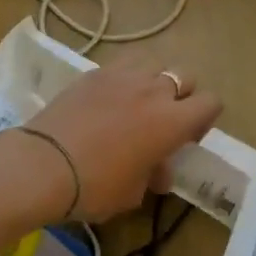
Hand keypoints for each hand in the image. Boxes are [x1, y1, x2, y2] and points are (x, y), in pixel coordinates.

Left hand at [25, 59, 221, 221]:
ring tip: (136, 102)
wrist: (44, 165)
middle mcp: (155, 90)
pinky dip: (123, 78)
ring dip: (153, 80)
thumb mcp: (132, 193)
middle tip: (164, 120)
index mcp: (173, 121)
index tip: (188, 137)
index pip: (211, 102)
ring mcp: (123, 75)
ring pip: (154, 63)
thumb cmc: (96, 186)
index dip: (205, 118)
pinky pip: (122, 65)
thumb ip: (152, 176)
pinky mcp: (95, 72)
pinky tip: (108, 99)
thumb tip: (158, 172)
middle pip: (185, 77)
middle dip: (181, 96)